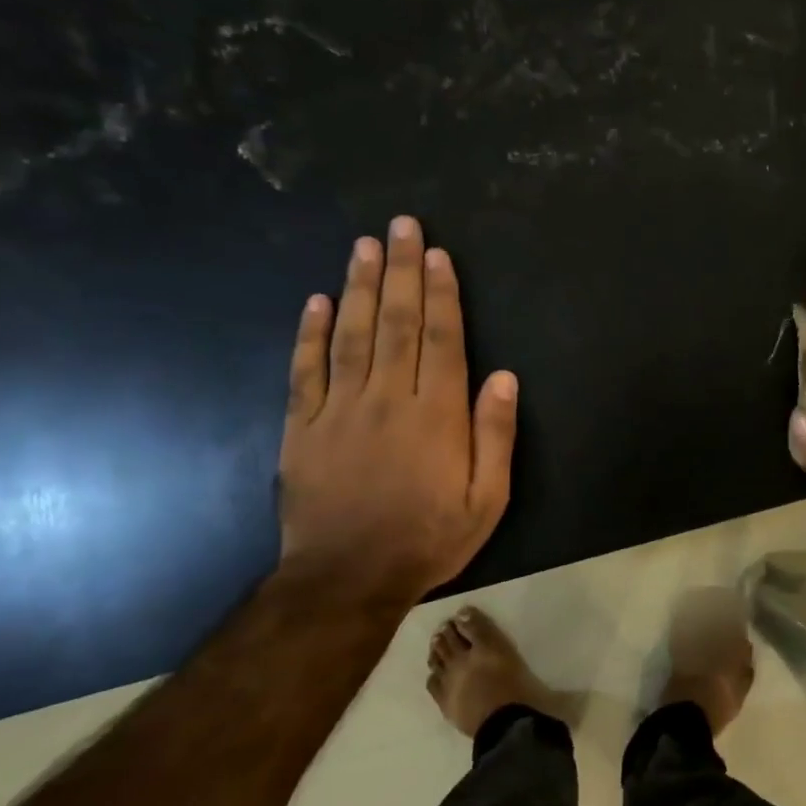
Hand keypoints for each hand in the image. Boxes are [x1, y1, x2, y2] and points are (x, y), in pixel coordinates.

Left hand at [278, 217, 516, 605]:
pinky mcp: (301, 428)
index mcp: (436, 414)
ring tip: (363, 245)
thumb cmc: (429, 537)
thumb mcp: (487, 498)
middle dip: (400, 270)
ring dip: (358, 286)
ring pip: (350, 335)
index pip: (440, 338)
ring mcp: (338, 410)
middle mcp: (387, 399)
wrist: (347, 579)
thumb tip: (504, 377)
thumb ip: (495, 434)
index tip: (437, 254)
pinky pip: (304, 371)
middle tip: (400, 225)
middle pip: (394, 322)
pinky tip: (315, 301)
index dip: (440, 292)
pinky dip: (309, 333)